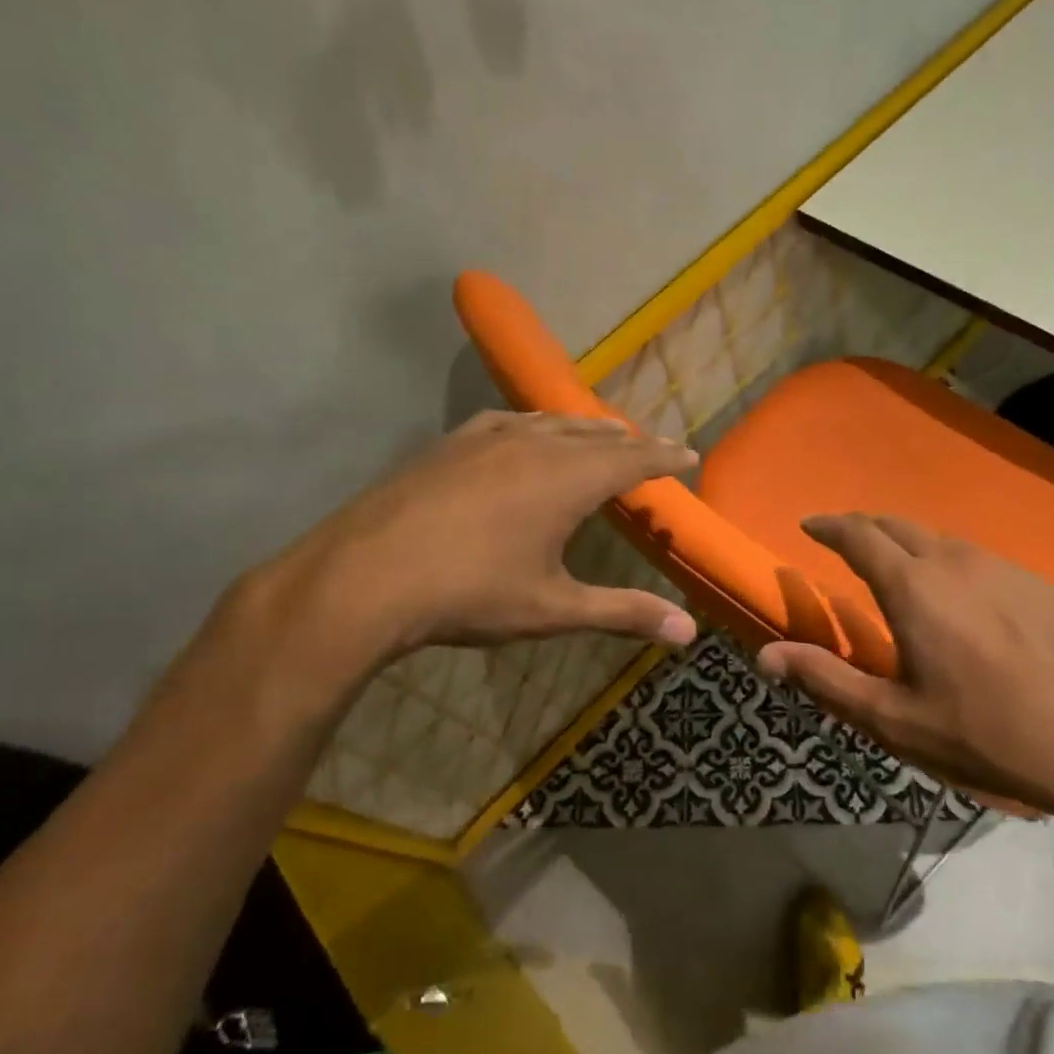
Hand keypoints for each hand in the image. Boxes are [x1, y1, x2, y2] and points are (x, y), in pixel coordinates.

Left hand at [218, 412, 697, 723]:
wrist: (363, 576)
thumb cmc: (469, 593)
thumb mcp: (553, 610)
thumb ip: (623, 613)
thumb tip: (689, 632)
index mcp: (568, 479)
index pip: (634, 458)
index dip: (666, 457)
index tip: (690, 454)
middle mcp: (535, 444)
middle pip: (598, 434)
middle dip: (631, 441)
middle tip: (653, 448)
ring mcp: (488, 436)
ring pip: (553, 422)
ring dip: (587, 428)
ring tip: (604, 434)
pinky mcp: (451, 443)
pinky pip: (511, 421)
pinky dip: (538, 426)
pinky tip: (529, 434)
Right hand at [756, 514, 1053, 829]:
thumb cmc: (988, 734)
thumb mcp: (895, 719)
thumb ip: (826, 679)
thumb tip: (765, 657)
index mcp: (914, 587)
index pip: (859, 535)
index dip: (829, 526)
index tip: (809, 526)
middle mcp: (956, 561)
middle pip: (899, 525)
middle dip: (865, 528)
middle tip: (845, 544)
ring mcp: (1005, 567)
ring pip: (941, 539)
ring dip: (909, 545)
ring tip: (898, 571)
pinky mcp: (1041, 583)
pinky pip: (979, 559)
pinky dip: (950, 562)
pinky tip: (961, 598)